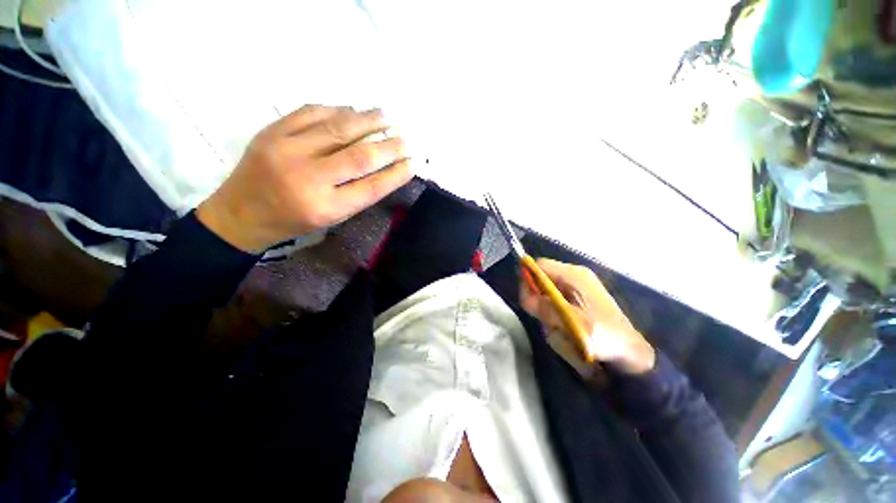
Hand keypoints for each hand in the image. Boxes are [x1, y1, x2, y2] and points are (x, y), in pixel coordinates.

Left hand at [197, 105, 412, 252]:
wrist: (240, 214)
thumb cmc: (293, 221)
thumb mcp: (331, 217)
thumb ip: (357, 194)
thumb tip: (385, 168)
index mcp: (325, 207)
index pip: (371, 187)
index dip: (396, 173)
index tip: (413, 163)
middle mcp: (308, 178)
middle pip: (359, 156)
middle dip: (389, 145)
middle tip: (407, 138)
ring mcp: (287, 150)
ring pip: (338, 128)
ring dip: (368, 120)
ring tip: (387, 116)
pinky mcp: (272, 131)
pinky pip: (311, 112)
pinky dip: (338, 109)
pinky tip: (354, 110)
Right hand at [520, 258, 655, 374]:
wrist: (630, 351)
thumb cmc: (603, 336)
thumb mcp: (570, 323)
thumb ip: (544, 308)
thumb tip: (524, 297)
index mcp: (574, 275)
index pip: (540, 265)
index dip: (528, 278)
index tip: (527, 300)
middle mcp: (576, 274)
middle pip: (543, 276)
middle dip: (537, 295)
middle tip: (542, 315)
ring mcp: (580, 283)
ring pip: (549, 287)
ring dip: (546, 304)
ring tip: (556, 323)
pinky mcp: (582, 293)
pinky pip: (558, 294)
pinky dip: (554, 307)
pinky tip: (563, 322)